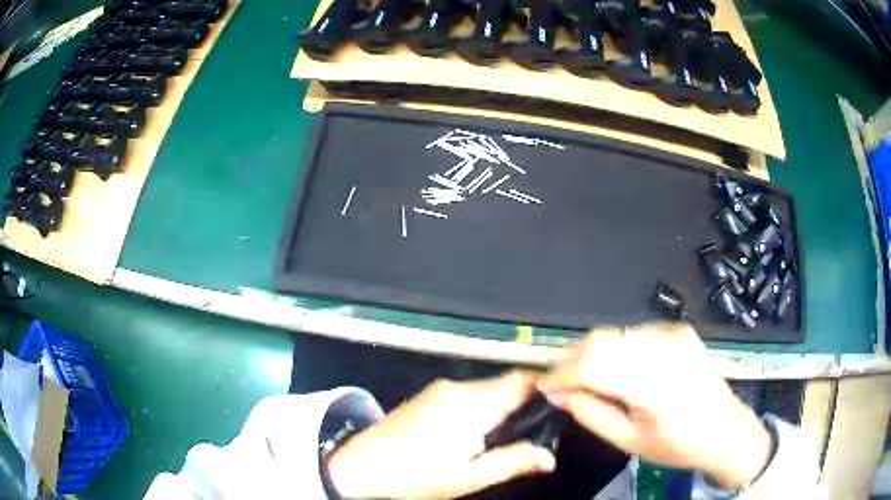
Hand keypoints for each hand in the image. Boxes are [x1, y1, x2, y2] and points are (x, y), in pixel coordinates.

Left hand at [328, 372, 556, 498]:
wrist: (360, 467)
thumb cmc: (416, 477)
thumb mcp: (468, 478)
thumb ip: (512, 462)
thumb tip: (550, 457)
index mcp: (472, 406)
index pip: (521, 380)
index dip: (546, 385)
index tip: (562, 400)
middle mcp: (458, 388)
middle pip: (505, 383)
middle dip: (525, 401)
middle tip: (537, 427)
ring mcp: (440, 389)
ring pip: (486, 388)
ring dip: (502, 404)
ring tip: (508, 434)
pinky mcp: (427, 394)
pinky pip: (467, 393)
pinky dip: (482, 405)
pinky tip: (477, 430)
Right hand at [538, 323, 772, 489]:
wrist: (724, 430)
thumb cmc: (677, 445)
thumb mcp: (629, 441)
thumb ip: (591, 414)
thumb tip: (559, 395)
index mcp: (653, 384)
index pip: (592, 367)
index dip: (561, 374)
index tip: (543, 386)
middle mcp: (664, 350)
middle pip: (602, 340)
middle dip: (572, 358)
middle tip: (559, 380)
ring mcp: (674, 335)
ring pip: (616, 334)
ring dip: (593, 352)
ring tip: (583, 375)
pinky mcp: (680, 331)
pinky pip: (636, 333)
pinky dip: (617, 348)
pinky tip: (617, 367)